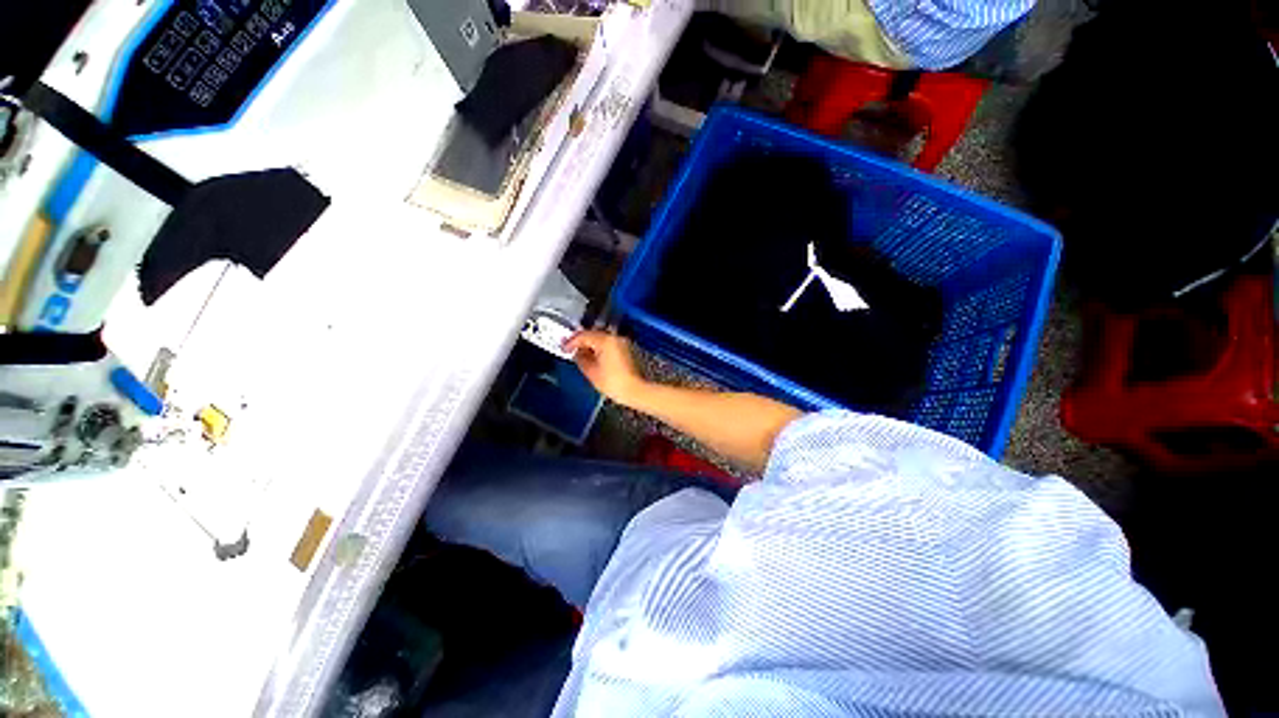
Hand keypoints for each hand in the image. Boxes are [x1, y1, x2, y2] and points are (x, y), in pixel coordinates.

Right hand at [564, 330, 647, 406]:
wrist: (635, 390)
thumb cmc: (614, 383)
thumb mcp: (591, 371)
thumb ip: (580, 358)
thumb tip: (577, 353)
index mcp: (605, 341)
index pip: (583, 336)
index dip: (571, 342)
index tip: (564, 348)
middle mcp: (615, 338)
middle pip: (593, 334)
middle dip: (581, 341)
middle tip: (570, 348)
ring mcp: (622, 343)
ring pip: (601, 339)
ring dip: (590, 344)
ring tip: (581, 354)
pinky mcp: (627, 350)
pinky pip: (609, 345)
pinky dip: (600, 348)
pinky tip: (594, 357)